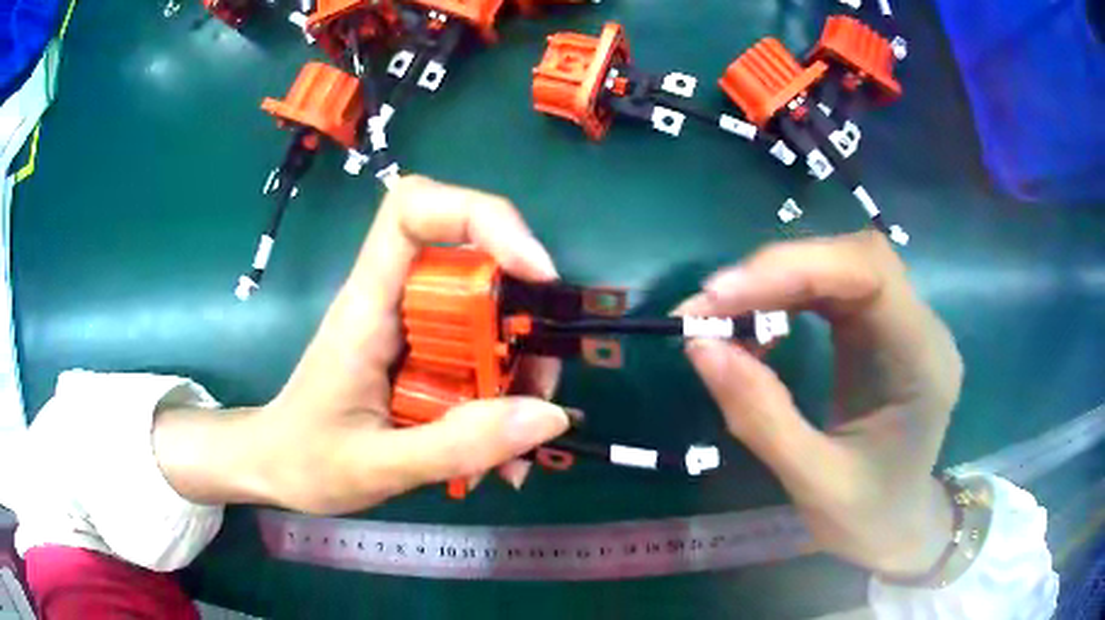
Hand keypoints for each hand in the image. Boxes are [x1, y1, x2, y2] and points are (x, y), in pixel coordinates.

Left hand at [155, 177, 569, 514]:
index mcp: (366, 308)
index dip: (479, 218)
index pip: (413, 211)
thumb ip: (457, 445)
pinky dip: (500, 399)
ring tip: (517, 442)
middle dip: (517, 317)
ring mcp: (409, 330)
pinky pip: (477, 357)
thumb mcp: (377, 467)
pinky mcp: (422, 357)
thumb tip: (549, 415)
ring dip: (517, 369)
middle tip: (536, 386)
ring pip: (483, 313)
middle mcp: (391, 302)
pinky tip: (499, 454)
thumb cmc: (306, 460)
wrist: (276, 468)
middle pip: (468, 261)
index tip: (532, 271)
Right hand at [677, 231, 963, 575]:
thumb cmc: (869, 518)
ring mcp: (900, 324)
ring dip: (775, 283)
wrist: (898, 529)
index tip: (722, 295)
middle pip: (852, 259)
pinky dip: (784, 300)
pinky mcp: (877, 331)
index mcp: (923, 361)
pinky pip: (830, 293)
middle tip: (710, 306)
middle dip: (777, 273)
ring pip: (837, 268)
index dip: (796, 267)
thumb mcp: (813, 482)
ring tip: (721, 317)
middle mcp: (920, 327)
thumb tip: (699, 346)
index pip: (870, 272)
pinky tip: (755, 330)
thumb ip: (760, 415)